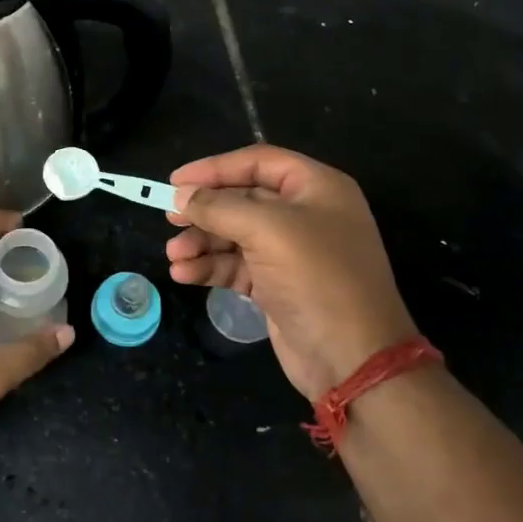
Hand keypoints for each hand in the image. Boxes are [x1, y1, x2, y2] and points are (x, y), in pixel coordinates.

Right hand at [166, 146, 416, 401]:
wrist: (352, 359)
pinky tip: (185, 274)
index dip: (215, 168)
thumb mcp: (267, 230)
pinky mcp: (277, 285)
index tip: (175, 182)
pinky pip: (236, 265)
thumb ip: (220, 207)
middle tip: (169, 219)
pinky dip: (210, 267)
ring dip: (201, 243)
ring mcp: (291, 252)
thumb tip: (181, 195)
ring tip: (174, 256)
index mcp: (316, 188)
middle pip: (242, 199)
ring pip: (234, 235)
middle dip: (204, 211)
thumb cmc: (317, 278)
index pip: (257, 162)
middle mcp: (305, 214)